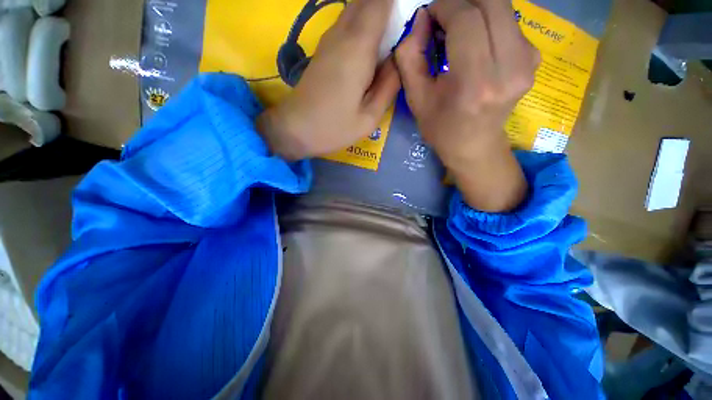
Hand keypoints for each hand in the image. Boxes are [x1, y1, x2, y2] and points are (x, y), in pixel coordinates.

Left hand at [257, 0, 400, 160]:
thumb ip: (389, 85)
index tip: (411, 14)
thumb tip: (400, 59)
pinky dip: (364, 24)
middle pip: (368, 1)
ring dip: (376, 14)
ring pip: (357, 9)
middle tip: (402, 31)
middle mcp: (342, 34)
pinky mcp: (324, 48)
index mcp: (358, 48)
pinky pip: (347, 23)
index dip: (398, 2)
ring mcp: (330, 39)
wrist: (296, 128)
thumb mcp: (369, 117)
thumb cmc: (334, 127)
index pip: (382, 3)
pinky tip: (372, 46)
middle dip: (388, 6)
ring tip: (391, 38)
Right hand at [395, 0, 539, 211]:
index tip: (429, 17)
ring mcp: (527, 62)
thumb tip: (421, 19)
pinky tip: (476, 41)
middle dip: (462, 2)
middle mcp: (508, 67)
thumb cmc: (441, 127)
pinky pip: (510, 22)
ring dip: (476, 10)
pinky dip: (490, 21)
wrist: (474, 146)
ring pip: (503, 7)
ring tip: (458, 30)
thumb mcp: (416, 99)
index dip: (444, 7)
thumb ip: (410, 57)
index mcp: (474, 82)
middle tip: (444, 18)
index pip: (466, 18)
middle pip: (491, 2)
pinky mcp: (534, 59)